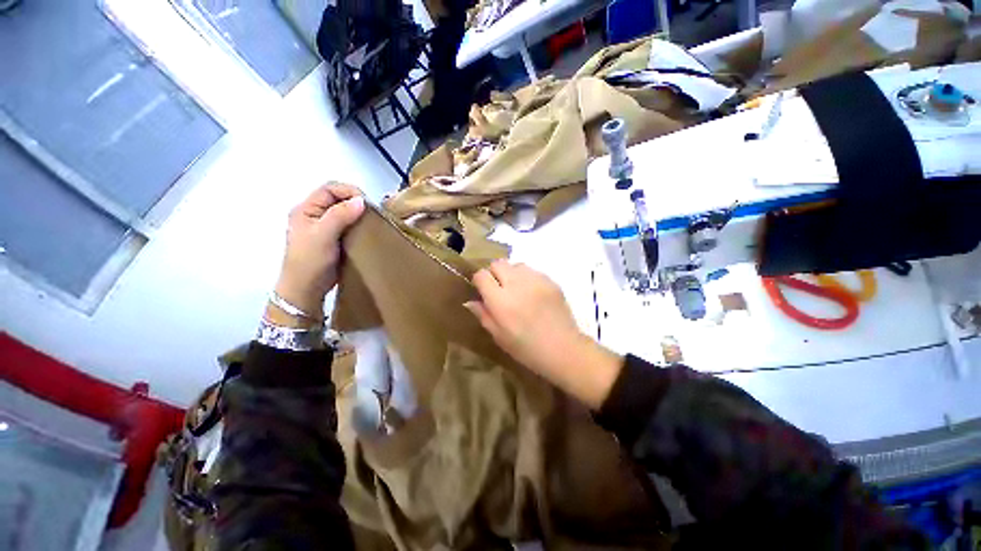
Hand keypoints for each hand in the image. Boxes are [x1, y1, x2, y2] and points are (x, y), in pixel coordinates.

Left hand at [270, 184, 364, 326]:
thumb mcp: (323, 235)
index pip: (329, 189)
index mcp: (306, 209)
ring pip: (346, 213)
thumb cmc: (310, 261)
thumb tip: (361, 200)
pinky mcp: (335, 240)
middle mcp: (315, 215)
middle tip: (372, 213)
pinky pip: (350, 226)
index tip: (367, 203)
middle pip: (338, 199)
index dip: (348, 191)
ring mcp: (325, 228)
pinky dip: (360, 226)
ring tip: (373, 221)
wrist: (307, 289)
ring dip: (359, 215)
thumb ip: (340, 215)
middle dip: (356, 202)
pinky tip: (368, 231)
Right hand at [465, 261, 622, 408]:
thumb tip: (470, 300)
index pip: (482, 275)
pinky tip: (533, 294)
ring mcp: (536, 280)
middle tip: (499, 289)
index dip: (479, 281)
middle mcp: (517, 284)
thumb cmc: (527, 349)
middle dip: (494, 273)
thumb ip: (483, 314)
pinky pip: (533, 271)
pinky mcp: (551, 281)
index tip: (483, 291)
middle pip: (498, 263)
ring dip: (512, 274)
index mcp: (501, 301)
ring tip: (517, 290)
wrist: (564, 349)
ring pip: (516, 264)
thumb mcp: (499, 336)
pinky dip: (527, 278)